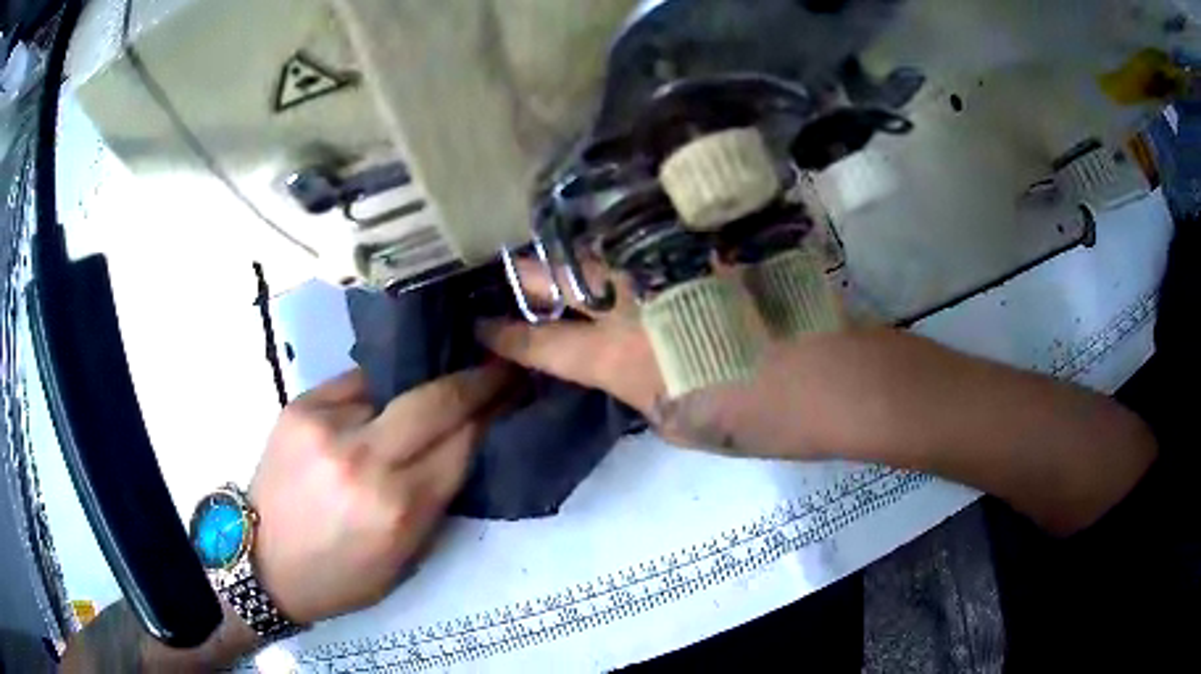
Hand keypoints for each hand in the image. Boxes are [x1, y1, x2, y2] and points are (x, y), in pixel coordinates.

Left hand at [249, 364, 513, 623]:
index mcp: (398, 508)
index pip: (463, 443)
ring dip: (426, 382)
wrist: (263, 561)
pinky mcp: (302, 405)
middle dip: (476, 379)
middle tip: (499, 364)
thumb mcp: (405, 557)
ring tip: (445, 373)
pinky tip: (388, 390)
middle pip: (437, 400)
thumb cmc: (341, 574)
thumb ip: (437, 499)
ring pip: (397, 383)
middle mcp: (364, 459)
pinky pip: (357, 383)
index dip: (494, 412)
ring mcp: (328, 424)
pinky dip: (381, 387)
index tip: (515, 390)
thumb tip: (466, 443)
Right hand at [474, 258, 827, 458]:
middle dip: (524, 273)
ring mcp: (672, 260)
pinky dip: (628, 236)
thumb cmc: (757, 418)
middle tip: (503, 268)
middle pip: (560, 275)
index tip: (479, 326)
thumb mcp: (678, 421)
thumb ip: (639, 386)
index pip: (543, 344)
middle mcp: (634, 299)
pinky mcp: (708, 239)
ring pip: (602, 243)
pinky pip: (653, 232)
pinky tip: (622, 233)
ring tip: (551, 246)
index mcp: (621, 358)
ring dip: (571, 247)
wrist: (833, 375)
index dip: (505, 336)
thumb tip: (626, 361)